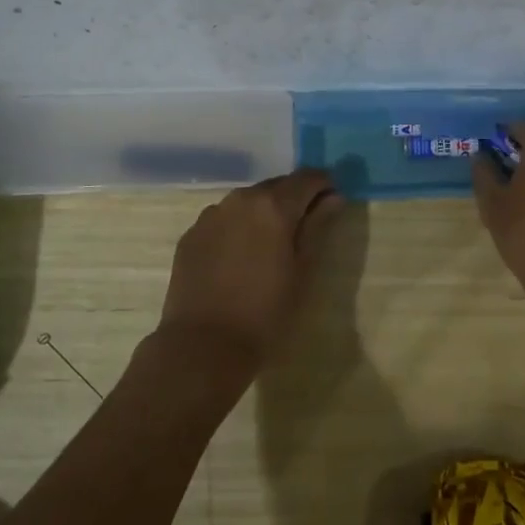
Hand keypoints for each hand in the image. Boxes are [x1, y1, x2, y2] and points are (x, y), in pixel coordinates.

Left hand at [159, 167, 343, 368]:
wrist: (202, 346)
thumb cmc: (265, 312)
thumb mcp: (303, 271)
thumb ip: (318, 227)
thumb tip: (333, 198)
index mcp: (273, 205)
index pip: (308, 178)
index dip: (324, 185)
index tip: (333, 201)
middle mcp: (241, 199)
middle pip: (276, 186)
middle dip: (294, 199)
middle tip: (305, 227)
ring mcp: (211, 215)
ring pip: (248, 202)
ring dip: (264, 213)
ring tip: (271, 244)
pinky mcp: (191, 234)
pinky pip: (224, 220)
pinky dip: (238, 228)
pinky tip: (240, 257)